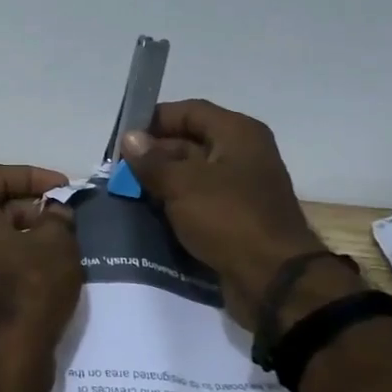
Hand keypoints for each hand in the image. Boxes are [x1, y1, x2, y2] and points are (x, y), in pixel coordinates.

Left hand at [0, 165, 82, 386]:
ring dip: (26, 234)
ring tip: (62, 245)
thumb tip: (54, 212)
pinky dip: (16, 259)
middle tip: (64, 218)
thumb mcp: (56, 243)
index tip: (63, 187)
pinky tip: (47, 272)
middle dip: (31, 206)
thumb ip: (57, 216)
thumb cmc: (28, 289)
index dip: (32, 175)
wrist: (3, 359)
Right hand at [121, 101, 357, 326]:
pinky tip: (149, 211)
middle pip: (190, 141)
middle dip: (153, 154)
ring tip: (126, 191)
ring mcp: (241, 187)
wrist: (273, 280)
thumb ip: (152, 160)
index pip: (189, 111)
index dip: (155, 119)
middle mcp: (243, 154)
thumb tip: (130, 138)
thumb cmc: (228, 219)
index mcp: (238, 134)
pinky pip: (199, 200)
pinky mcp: (236, 217)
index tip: (123, 137)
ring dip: (161, 180)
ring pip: (192, 173)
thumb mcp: (182, 184)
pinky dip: (175, 203)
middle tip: (118, 169)